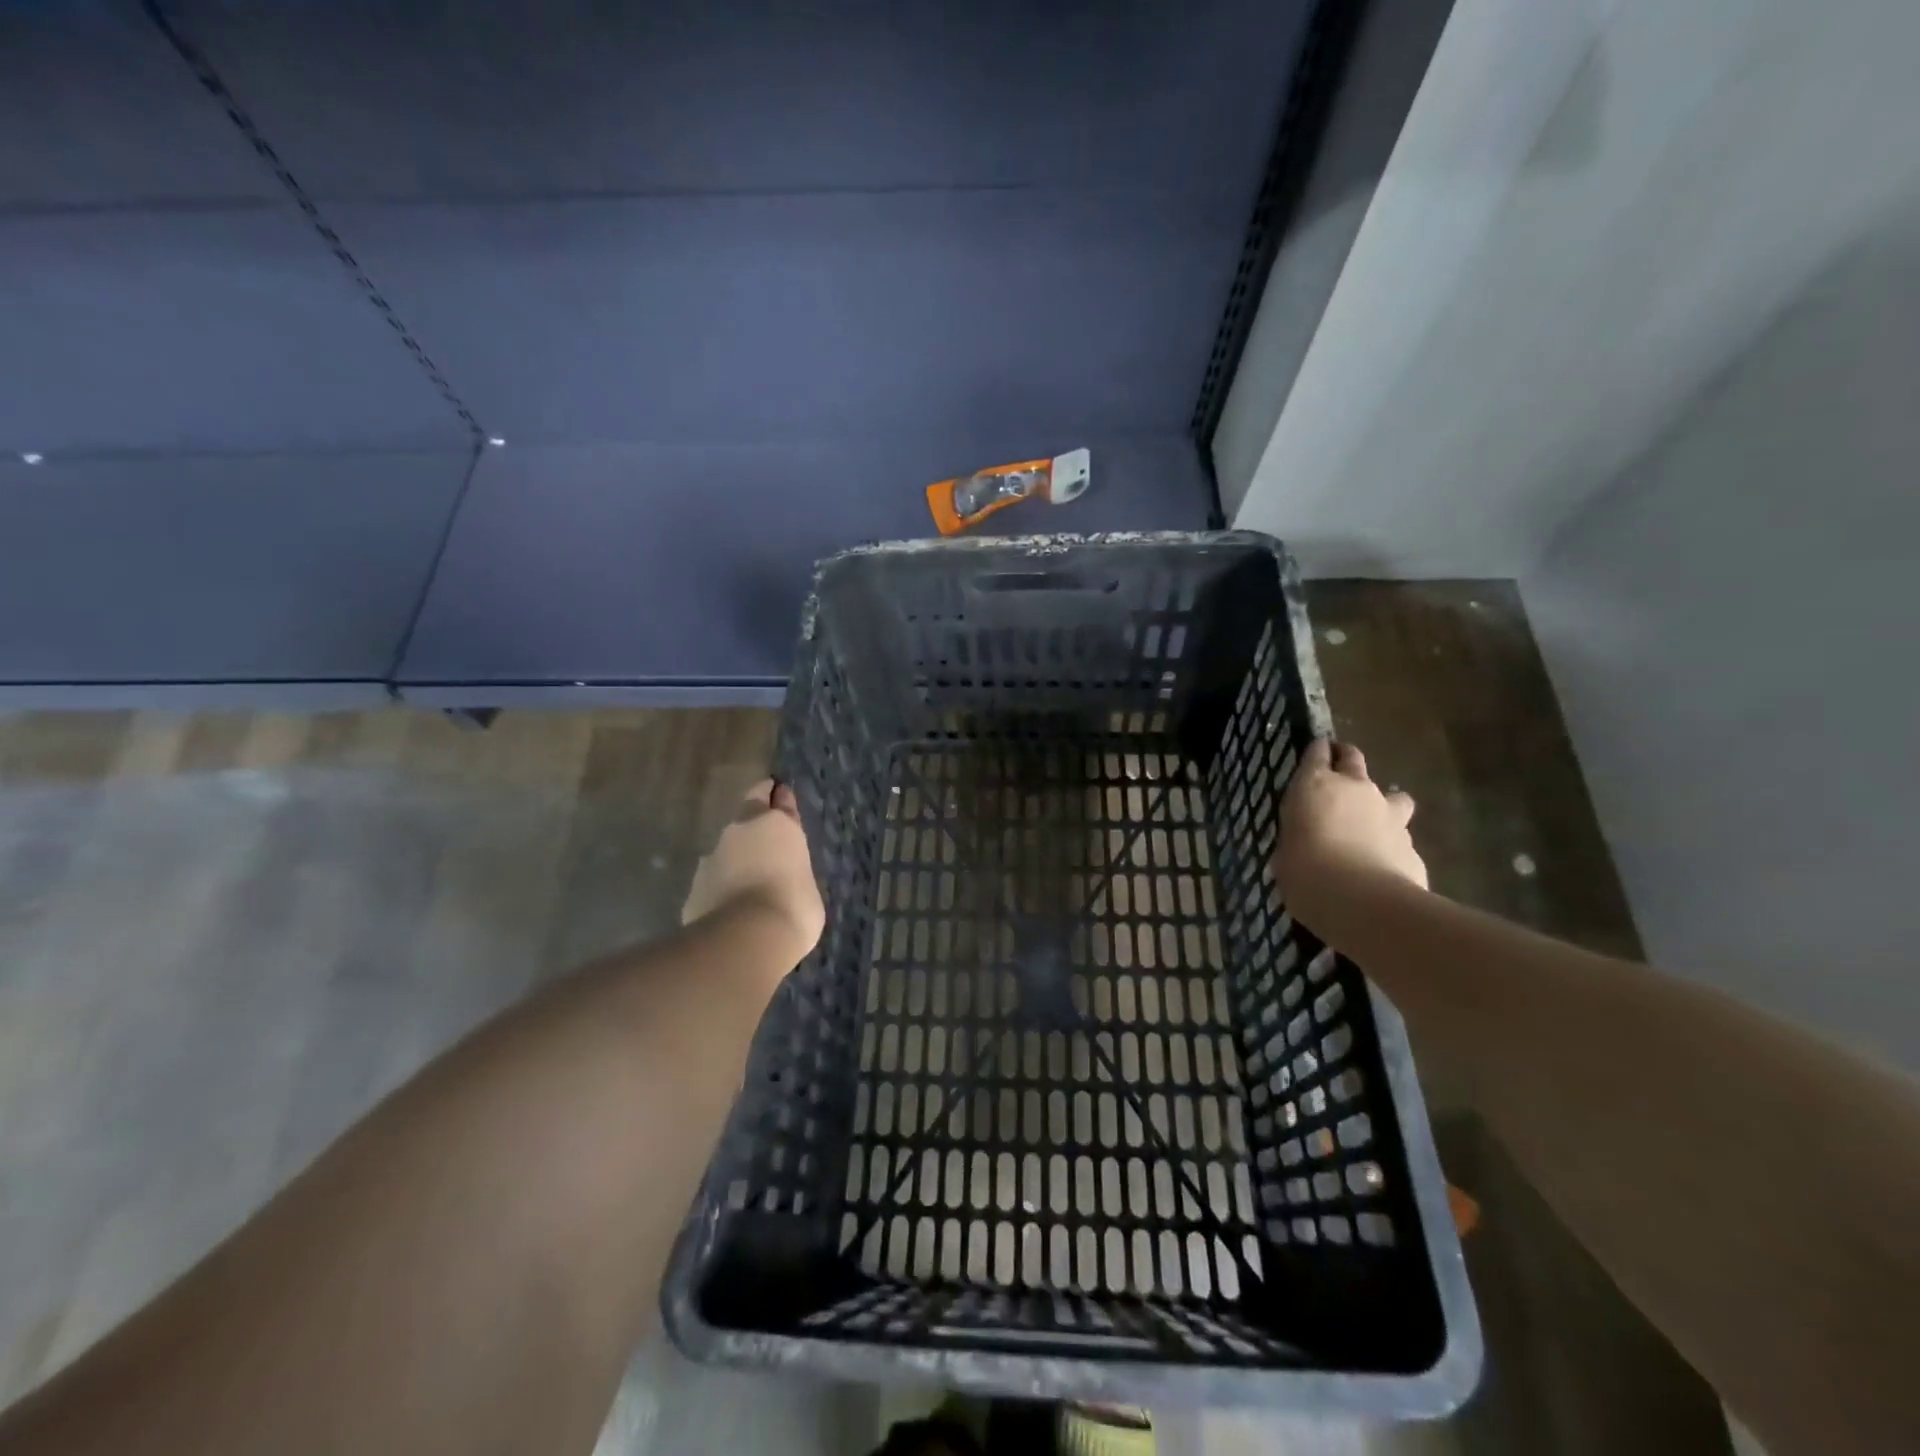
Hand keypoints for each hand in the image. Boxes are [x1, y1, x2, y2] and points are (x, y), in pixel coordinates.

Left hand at [682, 780, 825, 964]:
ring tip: (750, 880)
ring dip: (737, 858)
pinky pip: (713, 881)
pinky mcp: (693, 887)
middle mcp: (740, 831)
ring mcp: (711, 858)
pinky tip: (731, 907)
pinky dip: (722, 888)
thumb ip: (792, 868)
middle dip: (756, 822)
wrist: (744, 941)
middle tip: (768, 837)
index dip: (780, 799)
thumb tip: (783, 872)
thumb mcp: (807, 884)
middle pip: (748, 814)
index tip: (780, 795)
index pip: (778, 799)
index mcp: (775, 824)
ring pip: (727, 849)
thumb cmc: (793, 907)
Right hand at [1274, 740, 1427, 921]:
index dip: (1317, 752)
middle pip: (1354, 759)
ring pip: (1393, 796)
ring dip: (1384, 804)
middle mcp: (1356, 788)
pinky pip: (1401, 836)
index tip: (1316, 754)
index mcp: (1316, 785)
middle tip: (1341, 774)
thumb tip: (1303, 847)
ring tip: (1374, 824)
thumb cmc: (1305, 872)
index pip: (1317, 752)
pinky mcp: (1412, 844)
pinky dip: (1392, 844)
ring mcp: (1389, 814)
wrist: (1362, 902)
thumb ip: (1298, 838)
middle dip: (1347, 761)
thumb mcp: (1286, 853)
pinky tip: (1384, 866)